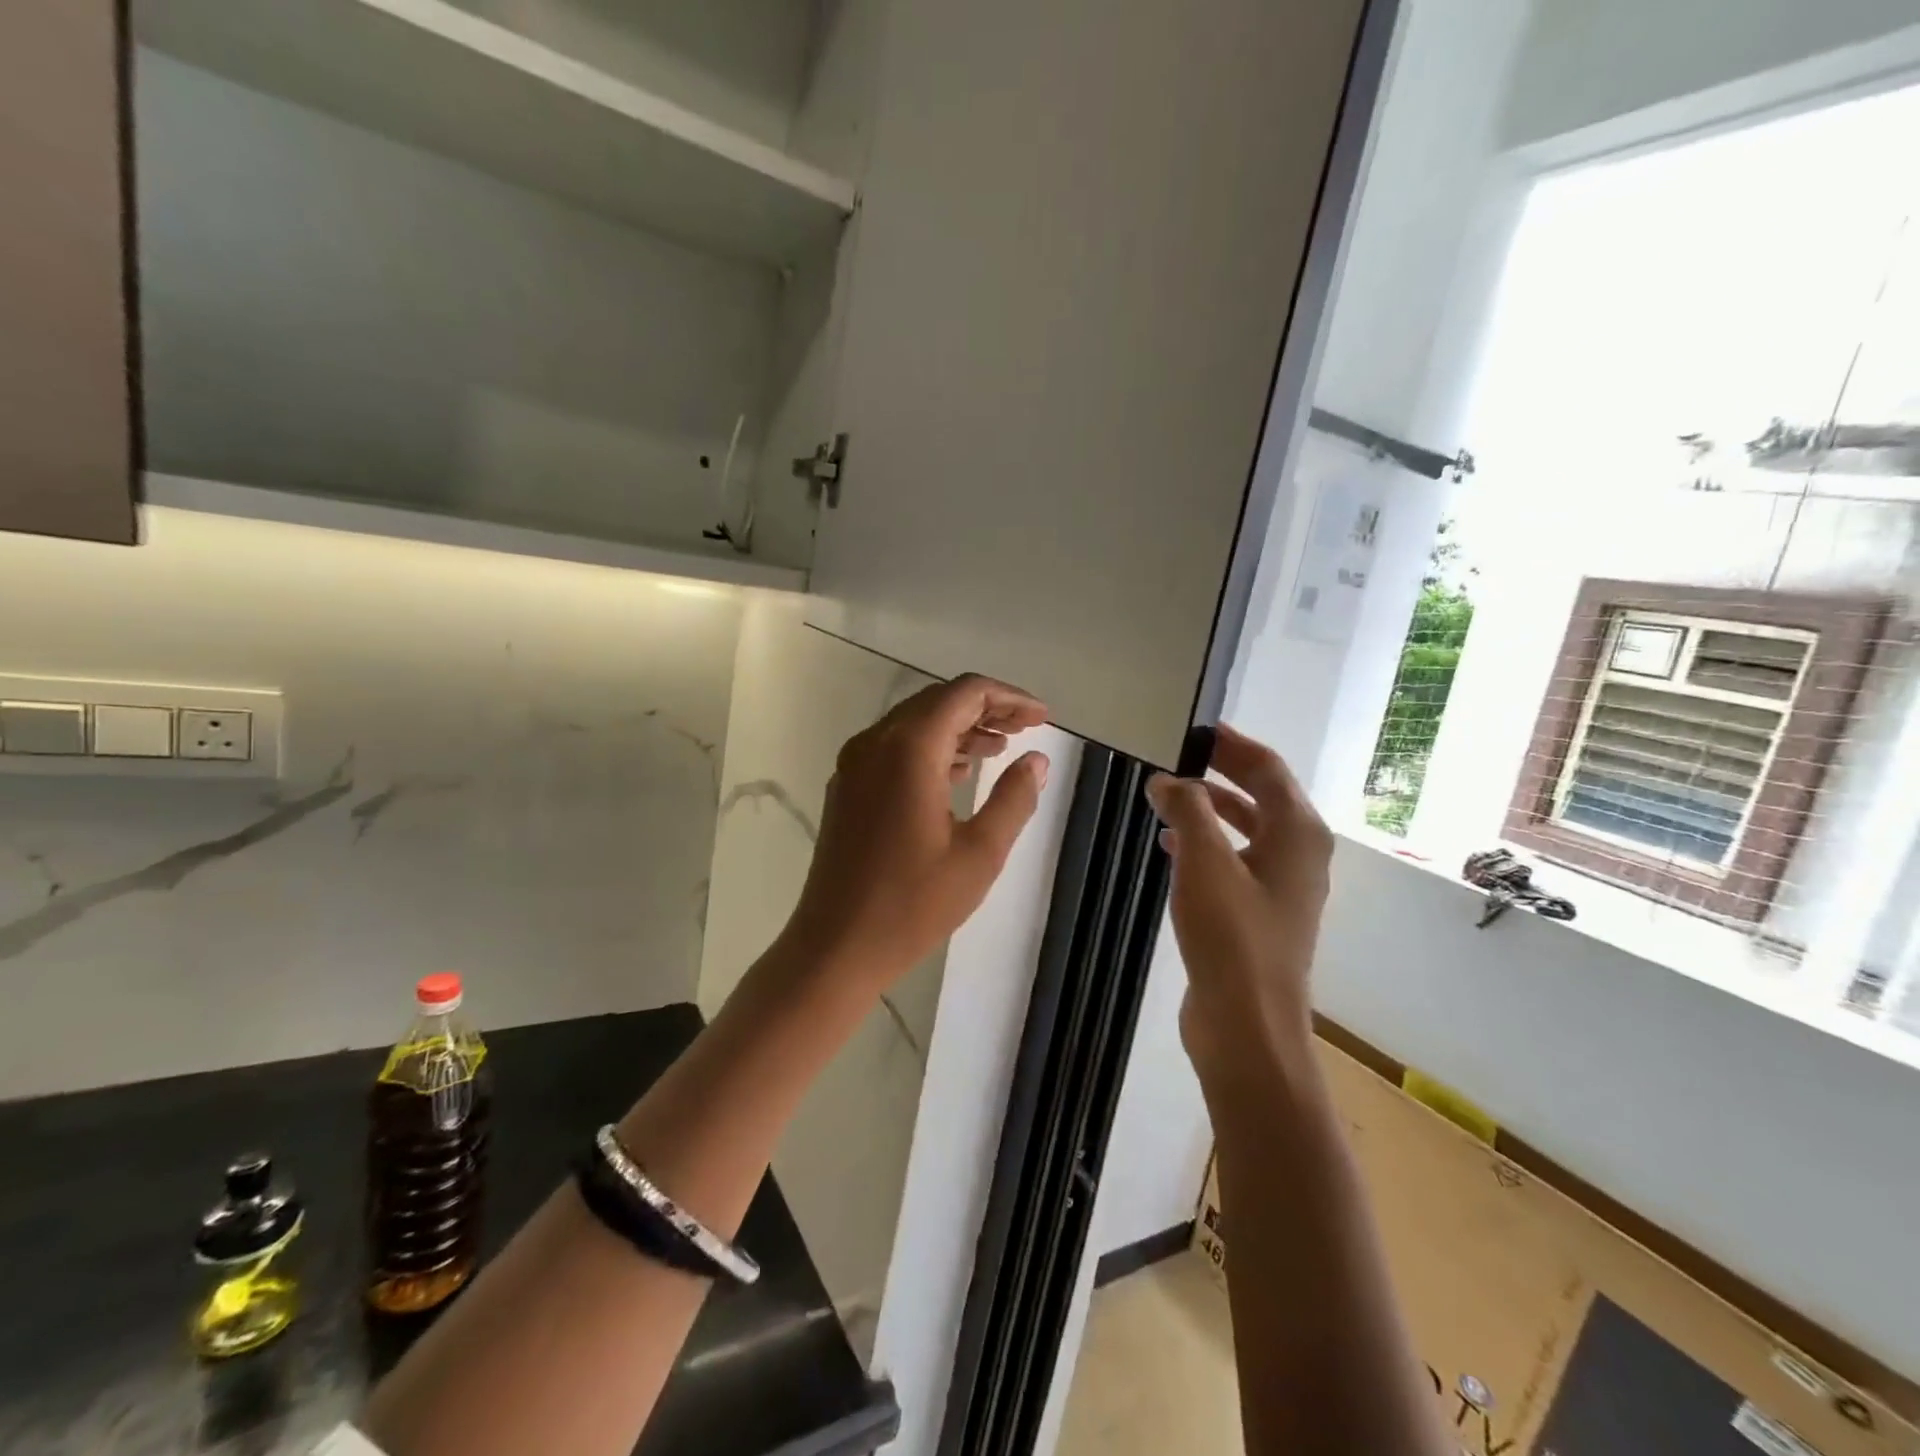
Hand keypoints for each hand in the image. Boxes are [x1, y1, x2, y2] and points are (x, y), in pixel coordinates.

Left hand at [783, 675, 1050, 990]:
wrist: (836, 946)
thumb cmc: (912, 904)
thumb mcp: (979, 854)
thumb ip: (1014, 799)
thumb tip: (1037, 761)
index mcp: (908, 750)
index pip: (964, 694)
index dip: (1009, 698)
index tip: (1043, 718)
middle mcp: (875, 743)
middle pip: (937, 701)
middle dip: (986, 709)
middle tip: (1027, 729)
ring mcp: (855, 764)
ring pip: (914, 724)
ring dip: (959, 728)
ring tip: (1000, 748)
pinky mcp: (847, 787)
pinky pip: (894, 748)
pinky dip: (932, 749)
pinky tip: (959, 773)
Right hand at [1146, 725, 1332, 1086]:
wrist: (1248, 1025)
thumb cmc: (1232, 936)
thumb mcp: (1205, 861)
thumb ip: (1187, 808)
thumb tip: (1168, 778)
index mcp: (1298, 833)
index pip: (1268, 768)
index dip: (1232, 744)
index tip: (1195, 727)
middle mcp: (1299, 854)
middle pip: (1261, 794)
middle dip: (1221, 771)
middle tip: (1177, 753)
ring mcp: (1281, 886)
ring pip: (1247, 829)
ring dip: (1210, 807)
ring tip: (1167, 795)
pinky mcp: (1259, 913)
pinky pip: (1234, 859)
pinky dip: (1207, 843)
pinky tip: (1172, 844)